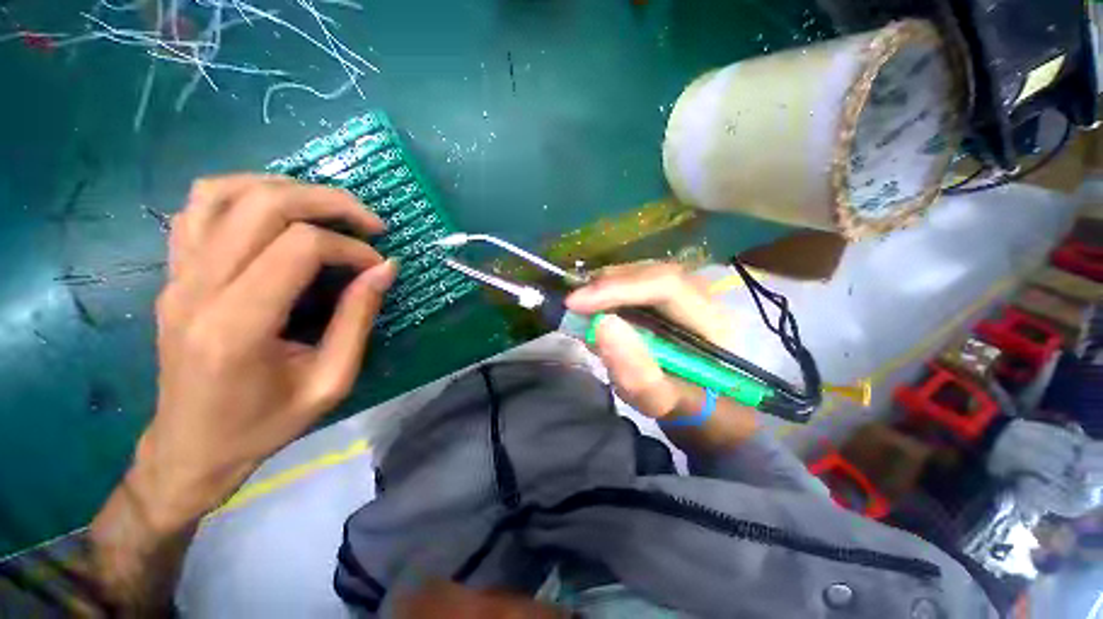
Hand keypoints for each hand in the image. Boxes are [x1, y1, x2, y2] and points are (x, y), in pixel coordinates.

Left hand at [133, 174, 396, 532]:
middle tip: (368, 222)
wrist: (192, 447)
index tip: (378, 266)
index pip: (300, 247)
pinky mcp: (172, 274)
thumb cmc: (265, 424)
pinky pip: (199, 208)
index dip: (351, 248)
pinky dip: (242, 194)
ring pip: (223, 192)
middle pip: (262, 204)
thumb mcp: (331, 381)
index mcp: (238, 325)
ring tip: (324, 208)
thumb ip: (358, 319)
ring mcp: (176, 276)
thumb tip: (385, 269)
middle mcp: (198, 289)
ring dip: (284, 188)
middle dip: (328, 202)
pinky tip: (275, 214)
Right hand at [565, 262, 742, 420]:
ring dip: (606, 287)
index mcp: (712, 321)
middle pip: (651, 273)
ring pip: (642, 273)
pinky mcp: (669, 296)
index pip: (665, 286)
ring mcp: (686, 292)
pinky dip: (610, 291)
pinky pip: (637, 281)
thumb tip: (602, 324)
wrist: (703, 407)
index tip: (575, 303)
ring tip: (582, 306)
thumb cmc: (687, 408)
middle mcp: (703, 296)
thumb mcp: (662, 403)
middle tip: (574, 305)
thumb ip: (637, 373)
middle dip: (607, 285)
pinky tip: (596, 306)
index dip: (617, 289)